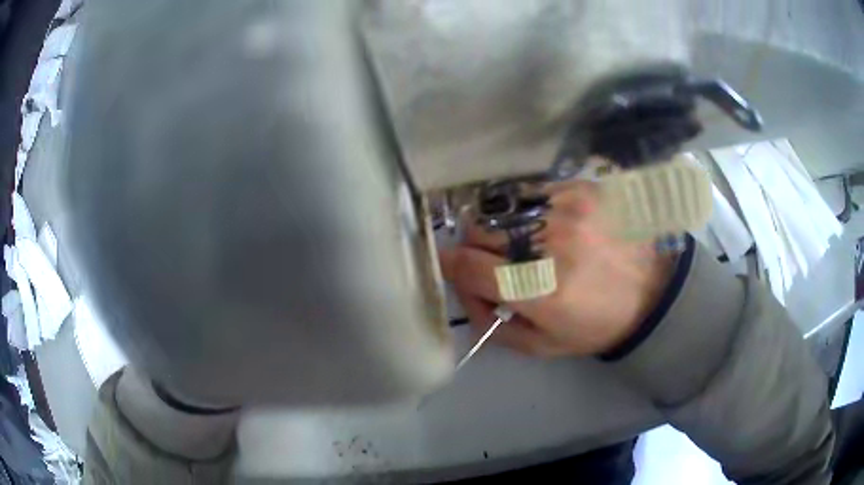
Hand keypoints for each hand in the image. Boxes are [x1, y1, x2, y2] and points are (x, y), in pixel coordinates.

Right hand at [439, 181, 674, 356]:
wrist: (654, 289)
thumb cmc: (599, 324)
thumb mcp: (544, 346)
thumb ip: (494, 327)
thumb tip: (468, 297)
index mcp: (539, 289)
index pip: (467, 266)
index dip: (449, 268)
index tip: (455, 271)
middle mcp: (548, 242)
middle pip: (476, 230)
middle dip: (474, 249)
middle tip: (494, 264)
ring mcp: (566, 208)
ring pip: (499, 207)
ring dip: (499, 228)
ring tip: (523, 244)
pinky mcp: (581, 189)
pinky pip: (529, 193)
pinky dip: (525, 211)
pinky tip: (545, 226)